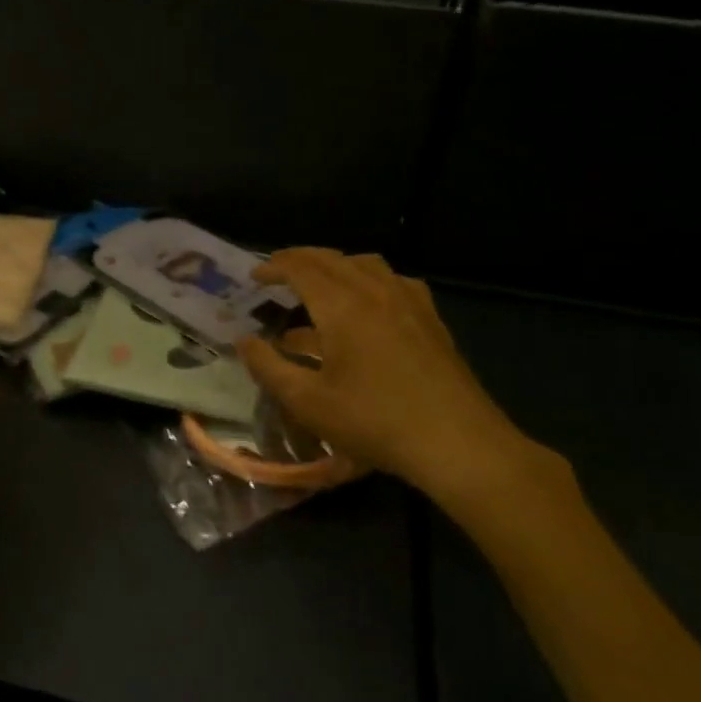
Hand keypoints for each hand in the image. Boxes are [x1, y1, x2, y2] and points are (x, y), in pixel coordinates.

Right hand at [236, 249, 576, 536]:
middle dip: (300, 260)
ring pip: (365, 265)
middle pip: (332, 259)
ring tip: (317, 286)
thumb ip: (269, 368)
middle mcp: (375, 291)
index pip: (301, 267)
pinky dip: (368, 281)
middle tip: (277, 273)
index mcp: (342, 305)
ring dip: (335, 267)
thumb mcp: (308, 402)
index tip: (254, 277)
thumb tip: (244, 342)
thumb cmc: (374, 421)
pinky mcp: (430, 319)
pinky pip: (393, 282)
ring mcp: (408, 301)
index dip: (274, 267)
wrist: (456, 442)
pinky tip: (367, 306)